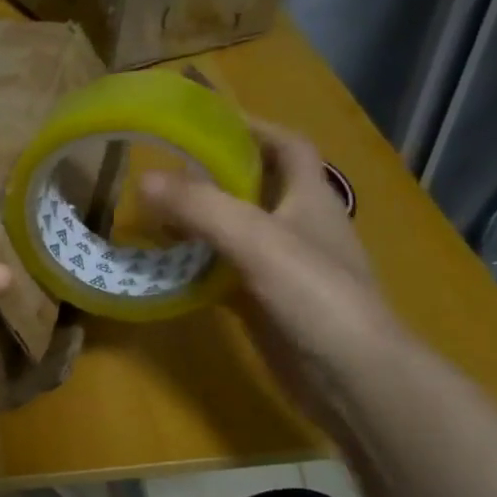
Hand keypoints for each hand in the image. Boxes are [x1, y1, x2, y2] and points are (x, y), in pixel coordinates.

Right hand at [141, 119, 407, 426]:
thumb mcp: (257, 240)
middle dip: (214, 174)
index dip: (254, 127)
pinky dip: (200, 264)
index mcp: (311, 198)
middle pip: (258, 186)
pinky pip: (228, 271)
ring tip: (155, 214)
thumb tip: (144, 179)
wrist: (351, 376)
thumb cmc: (315, 295)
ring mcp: (286, 268)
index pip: (287, 146)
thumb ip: (201, 208)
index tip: (207, 120)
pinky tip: (169, 267)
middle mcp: (301, 226)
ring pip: (239, 231)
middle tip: (164, 170)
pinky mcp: (270, 303)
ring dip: (203, 220)